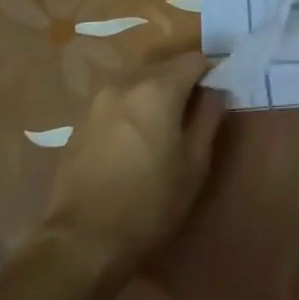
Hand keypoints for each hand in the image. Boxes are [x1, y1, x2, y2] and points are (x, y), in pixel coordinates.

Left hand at [41, 52, 225, 277]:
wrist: (83, 240)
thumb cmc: (150, 202)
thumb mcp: (195, 163)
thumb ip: (209, 117)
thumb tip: (215, 91)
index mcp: (157, 89)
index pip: (194, 60)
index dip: (211, 73)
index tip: (218, 95)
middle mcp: (125, 83)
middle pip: (164, 67)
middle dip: (183, 82)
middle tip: (194, 114)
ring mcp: (98, 100)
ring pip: (138, 81)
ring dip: (155, 94)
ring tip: (164, 127)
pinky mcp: (80, 120)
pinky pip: (117, 100)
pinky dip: (133, 107)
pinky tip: (136, 139)